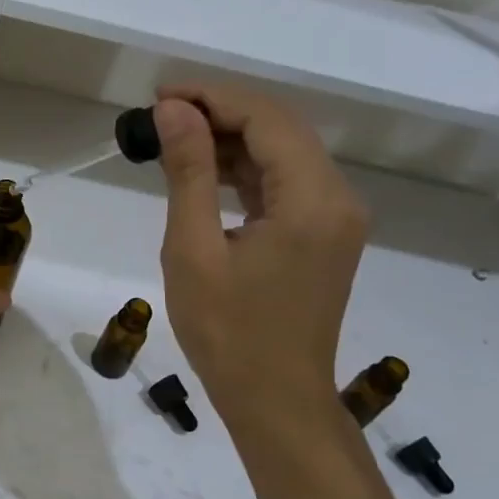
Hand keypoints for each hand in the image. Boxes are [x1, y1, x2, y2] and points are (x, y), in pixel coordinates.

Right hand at [154, 84, 367, 434]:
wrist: (275, 401)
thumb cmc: (228, 332)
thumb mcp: (194, 249)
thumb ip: (189, 172)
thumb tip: (174, 110)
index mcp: (313, 199)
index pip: (266, 118)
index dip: (212, 97)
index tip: (159, 96)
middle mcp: (338, 198)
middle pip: (281, 128)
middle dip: (221, 112)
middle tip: (161, 114)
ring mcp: (336, 218)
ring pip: (284, 153)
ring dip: (232, 139)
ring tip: (174, 139)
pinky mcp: (325, 235)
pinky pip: (286, 183)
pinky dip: (246, 170)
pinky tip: (206, 171)